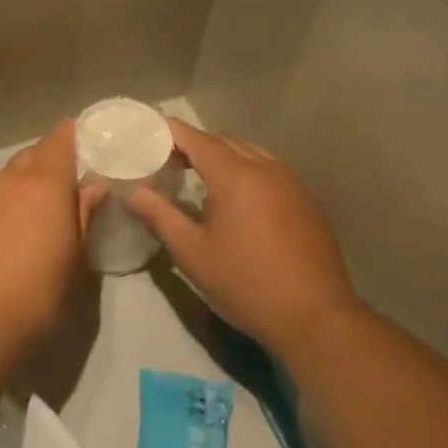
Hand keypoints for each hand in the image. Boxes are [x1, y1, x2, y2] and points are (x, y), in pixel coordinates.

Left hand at [0, 122, 99, 353]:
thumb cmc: (39, 290)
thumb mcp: (75, 256)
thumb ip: (84, 213)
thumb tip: (94, 185)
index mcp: (45, 183)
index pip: (59, 140)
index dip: (72, 136)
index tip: (83, 141)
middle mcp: (8, 180)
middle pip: (30, 157)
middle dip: (47, 164)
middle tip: (62, 187)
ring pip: (4, 180)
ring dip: (19, 188)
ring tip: (30, 217)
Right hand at [127, 119, 361, 358]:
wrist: (315, 316)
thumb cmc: (244, 282)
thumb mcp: (191, 252)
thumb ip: (159, 215)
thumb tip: (132, 192)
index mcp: (235, 174)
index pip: (195, 138)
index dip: (168, 132)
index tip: (145, 134)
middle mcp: (266, 167)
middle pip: (223, 141)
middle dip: (193, 144)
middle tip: (165, 160)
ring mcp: (291, 182)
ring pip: (250, 153)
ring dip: (222, 156)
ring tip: (197, 176)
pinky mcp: (306, 201)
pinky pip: (269, 170)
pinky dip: (246, 170)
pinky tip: (236, 199)